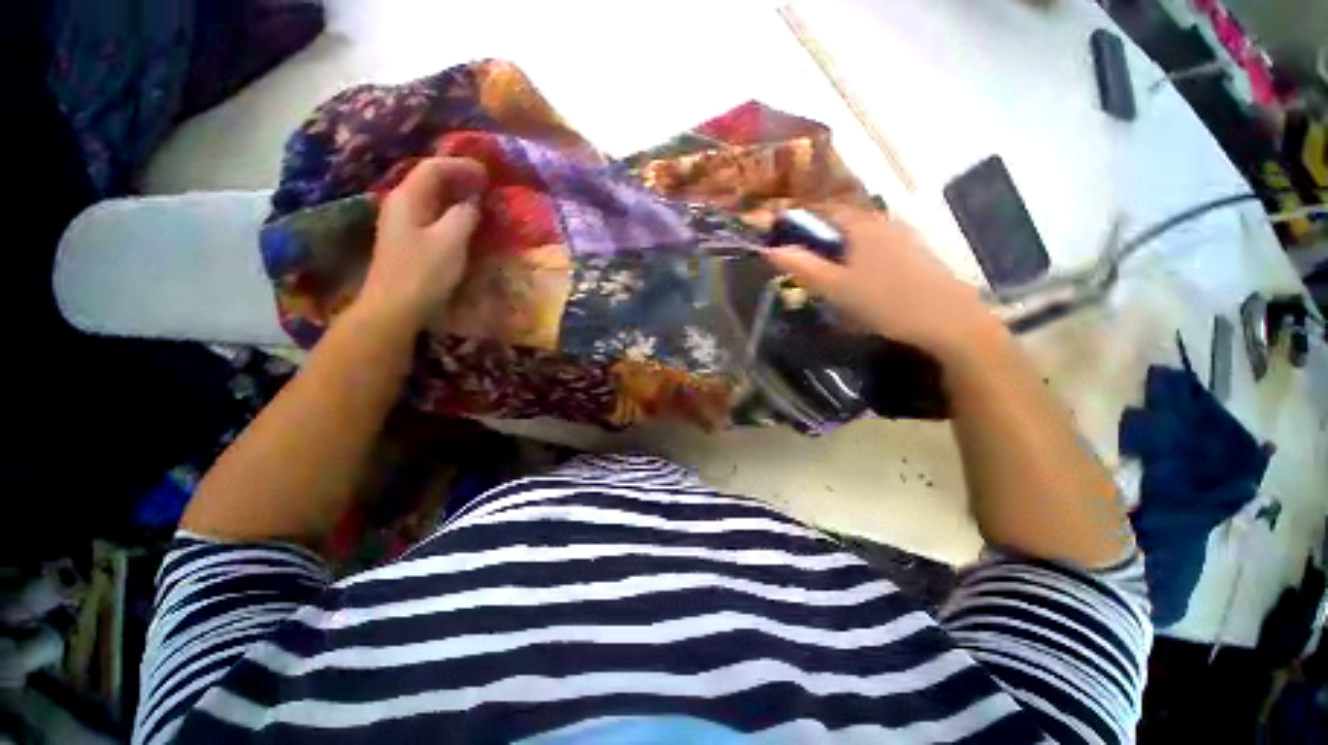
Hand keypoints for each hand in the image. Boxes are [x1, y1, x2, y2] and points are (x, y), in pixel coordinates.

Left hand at [355, 157, 487, 330]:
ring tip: (479, 198)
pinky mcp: (408, 238)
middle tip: (486, 184)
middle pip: (429, 179)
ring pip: (431, 197)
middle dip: (458, 177)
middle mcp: (401, 203)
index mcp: (408, 198)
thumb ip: (464, 216)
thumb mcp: (450, 241)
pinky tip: (464, 219)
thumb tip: (474, 202)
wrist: (394, 306)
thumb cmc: (423, 273)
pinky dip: (450, 210)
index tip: (486, 173)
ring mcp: (402, 221)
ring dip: (455, 193)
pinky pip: (431, 213)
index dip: (461, 166)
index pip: (433, 168)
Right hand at [766, 208, 1001, 357]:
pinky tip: (862, 283)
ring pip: (862, 237)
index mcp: (863, 225)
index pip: (824, 211)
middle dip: (821, 240)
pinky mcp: (916, 254)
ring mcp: (904, 237)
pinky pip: (879, 248)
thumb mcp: (836, 288)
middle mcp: (884, 222)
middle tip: (807, 267)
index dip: (802, 222)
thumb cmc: (886, 301)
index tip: (786, 242)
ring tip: (831, 279)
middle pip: (843, 223)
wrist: (948, 321)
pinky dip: (861, 258)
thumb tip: (771, 250)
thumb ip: (803, 267)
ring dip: (842, 251)